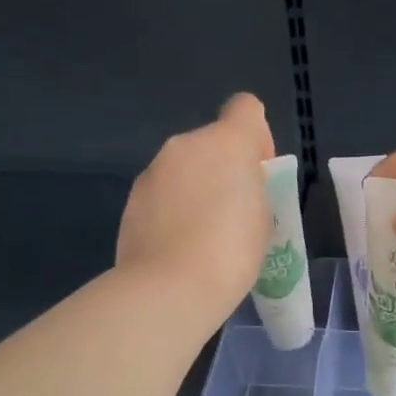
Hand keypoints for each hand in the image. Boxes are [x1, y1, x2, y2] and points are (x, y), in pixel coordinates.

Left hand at [116, 94, 275, 325]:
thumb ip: (251, 188)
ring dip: (195, 188)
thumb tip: (235, 187)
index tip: (258, 171)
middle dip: (223, 168)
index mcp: (226, 141)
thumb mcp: (263, 217)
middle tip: (233, 212)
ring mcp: (153, 170)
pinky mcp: (132, 199)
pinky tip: (178, 245)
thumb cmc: (232, 251)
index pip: (245, 107)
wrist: (169, 288)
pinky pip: (162, 193)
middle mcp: (185, 145)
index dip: (256, 135)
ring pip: (183, 168)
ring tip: (202, 235)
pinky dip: (172, 209)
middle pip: (212, 142)